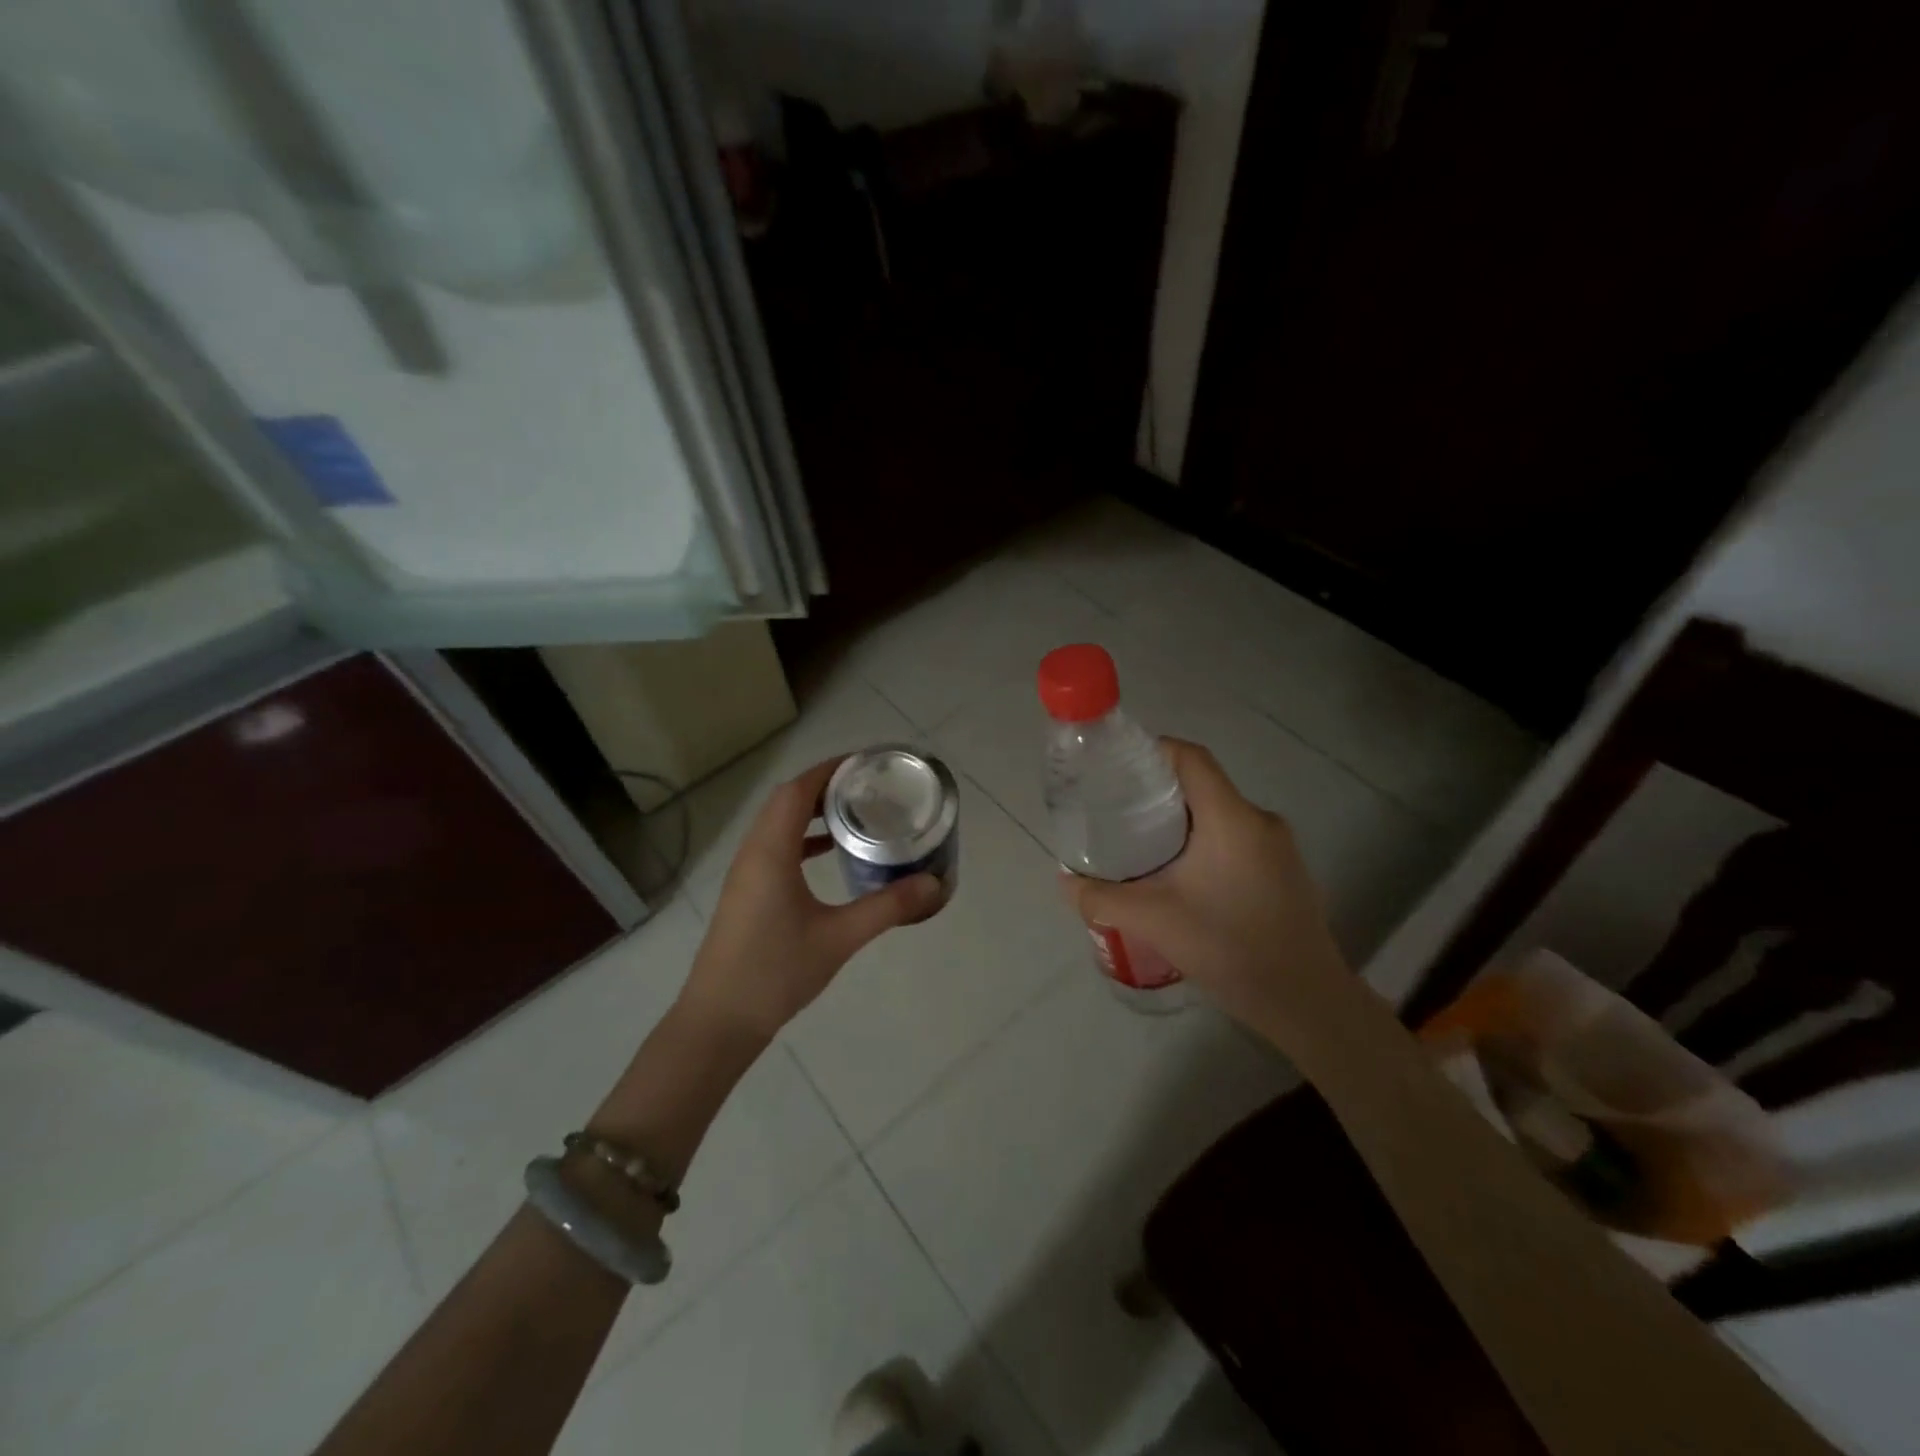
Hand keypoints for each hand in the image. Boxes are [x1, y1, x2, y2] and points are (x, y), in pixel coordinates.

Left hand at [678, 755, 942, 1042]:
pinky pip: (774, 846)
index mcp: (771, 851)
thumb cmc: (776, 972)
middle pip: (786, 800)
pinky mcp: (746, 891)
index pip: (797, 790)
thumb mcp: (840, 937)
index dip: (830, 770)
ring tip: (854, 813)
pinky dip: (801, 838)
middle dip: (825, 786)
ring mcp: (745, 872)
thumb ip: (888, 907)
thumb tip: (934, 883)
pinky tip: (828, 854)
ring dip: (811, 811)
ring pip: (778, 823)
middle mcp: (754, 852)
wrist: (720, 1020)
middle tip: (869, 787)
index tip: (866, 765)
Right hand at [1059, 739, 1350, 1041]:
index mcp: (1231, 817)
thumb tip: (1066, 882)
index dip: (1152, 752)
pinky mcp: (1285, 872)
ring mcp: (1279, 847)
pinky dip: (1204, 844)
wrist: (1305, 1002)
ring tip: (1143, 849)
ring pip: (1219, 815)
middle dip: (1157, 794)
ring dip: (1181, 823)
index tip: (1116, 772)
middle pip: (1201, 785)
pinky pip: (1235, 839)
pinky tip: (1183, 880)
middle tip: (1117, 815)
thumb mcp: (1153, 921)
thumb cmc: (1230, 948)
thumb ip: (1101, 898)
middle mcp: (1259, 820)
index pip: (1190, 757)